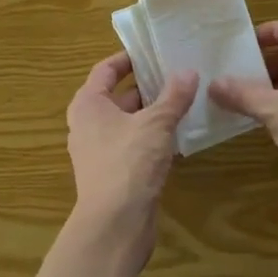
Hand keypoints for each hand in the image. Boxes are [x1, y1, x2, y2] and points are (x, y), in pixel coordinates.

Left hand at [66, 52, 197, 242]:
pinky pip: (133, 145)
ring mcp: (99, 151)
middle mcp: (88, 124)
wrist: (114, 225)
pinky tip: (178, 136)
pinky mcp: (113, 173)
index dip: (128, 58)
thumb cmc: (128, 163)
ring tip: (184, 101)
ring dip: (152, 113)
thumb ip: (173, 97)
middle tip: (177, 74)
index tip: (153, 51)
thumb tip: (189, 71)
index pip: (105, 69)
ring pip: (127, 122)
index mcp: (88, 104)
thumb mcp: (156, 124)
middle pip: (117, 95)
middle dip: (146, 86)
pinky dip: (152, 138)